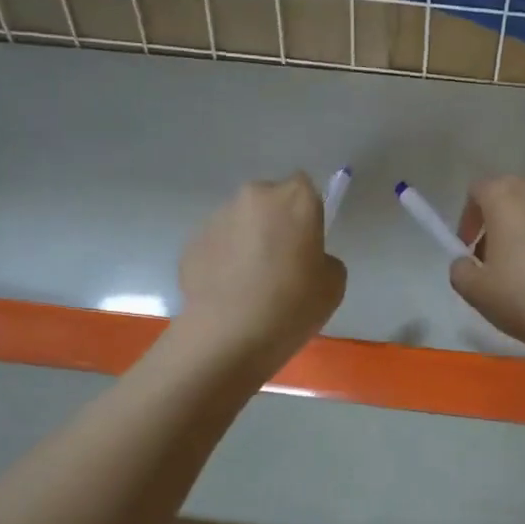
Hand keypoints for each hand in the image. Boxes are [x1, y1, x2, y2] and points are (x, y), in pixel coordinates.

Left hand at [175, 175, 346, 370]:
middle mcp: (253, 197)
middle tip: (280, 264)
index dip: (306, 214)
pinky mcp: (191, 242)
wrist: (229, 335)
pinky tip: (228, 294)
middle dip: (274, 223)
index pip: (305, 188)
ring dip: (246, 242)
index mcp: (294, 199)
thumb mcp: (333, 285)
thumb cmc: (292, 306)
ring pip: (240, 223)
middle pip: (269, 201)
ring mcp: (217, 218)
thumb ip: (323, 259)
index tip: (307, 243)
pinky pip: (217, 246)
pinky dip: (223, 261)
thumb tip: (307, 259)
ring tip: (249, 284)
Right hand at [449, 177, 524, 354]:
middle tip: (499, 259)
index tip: (469, 249)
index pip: (478, 191)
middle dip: (502, 222)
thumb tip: (467, 262)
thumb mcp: (473, 290)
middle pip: (514, 197)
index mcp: (507, 197)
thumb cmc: (521, 297)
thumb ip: (460, 268)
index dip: (469, 219)